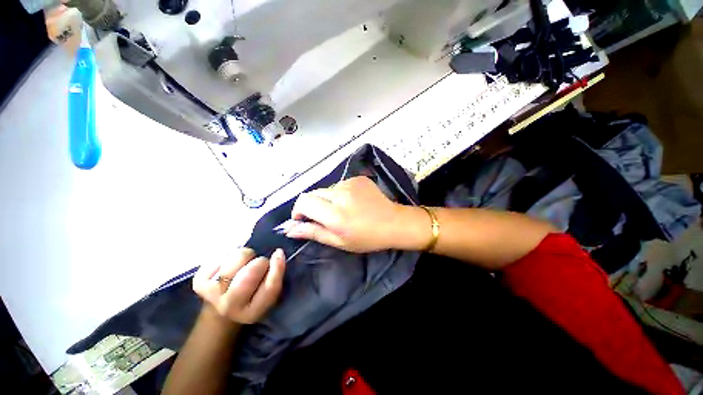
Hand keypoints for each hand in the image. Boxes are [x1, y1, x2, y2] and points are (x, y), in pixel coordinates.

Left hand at [193, 248, 285, 324]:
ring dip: (245, 255)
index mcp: (252, 312)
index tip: (278, 253)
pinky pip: (222, 255)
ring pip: (237, 258)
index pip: (270, 287)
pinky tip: (229, 263)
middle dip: (259, 262)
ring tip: (244, 263)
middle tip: (258, 264)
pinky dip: (230, 254)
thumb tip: (278, 253)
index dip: (277, 267)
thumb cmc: (252, 295)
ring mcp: (211, 294)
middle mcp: (230, 307)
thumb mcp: (268, 292)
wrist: (220, 309)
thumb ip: (276, 275)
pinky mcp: (198, 281)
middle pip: (250, 272)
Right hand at [287, 176, 425, 252]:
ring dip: (328, 200)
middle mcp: (340, 194)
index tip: (303, 219)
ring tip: (342, 210)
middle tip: (324, 217)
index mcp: (334, 214)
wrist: (394, 222)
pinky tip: (353, 202)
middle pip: (313, 193)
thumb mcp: (339, 241)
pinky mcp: (358, 178)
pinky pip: (340, 185)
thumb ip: (313, 232)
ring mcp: (350, 183)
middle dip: (312, 205)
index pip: (304, 201)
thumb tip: (289, 229)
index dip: (299, 210)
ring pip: (327, 189)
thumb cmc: (367, 238)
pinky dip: (340, 194)